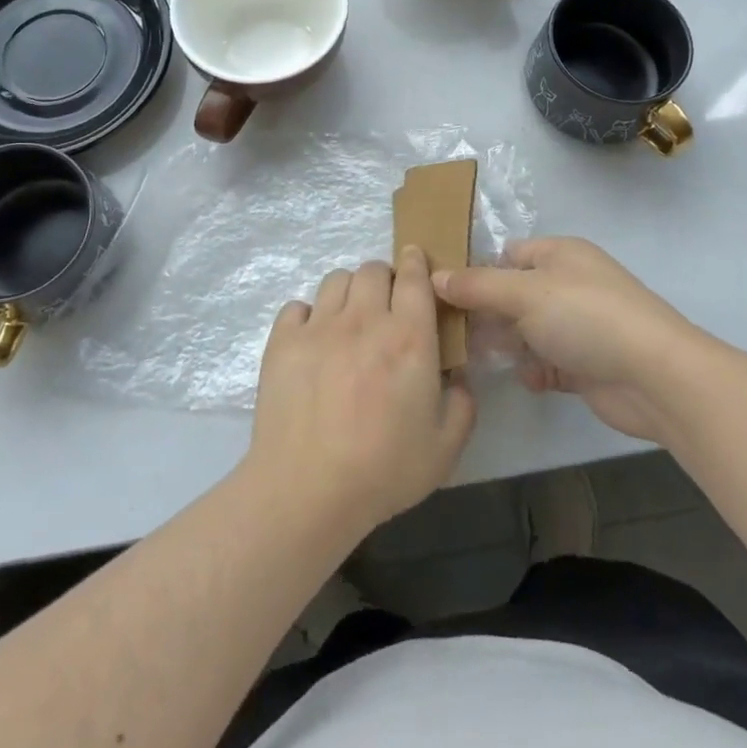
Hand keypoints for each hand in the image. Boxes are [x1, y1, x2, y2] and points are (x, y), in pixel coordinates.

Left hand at [246, 248, 476, 539]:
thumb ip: (463, 405)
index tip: (415, 258)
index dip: (416, 261)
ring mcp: (319, 327)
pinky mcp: (283, 341)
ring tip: (349, 318)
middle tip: (385, 303)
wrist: (307, 489)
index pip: (414, 277)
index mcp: (408, 338)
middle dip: (383, 277)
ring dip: (348, 291)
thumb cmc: (383, 470)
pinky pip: (296, 307)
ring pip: (335, 280)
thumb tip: (458, 378)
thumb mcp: (445, 448)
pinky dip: (307, 315)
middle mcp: (365, 320)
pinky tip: (312, 340)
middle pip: (372, 269)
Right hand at [434, 237, 695, 442]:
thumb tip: (433, 276)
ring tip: (478, 359)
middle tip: (450, 332)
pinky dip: (534, 370)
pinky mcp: (584, 364)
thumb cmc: (586, 317)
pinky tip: (530, 379)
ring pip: (526, 331)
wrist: (655, 377)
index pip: (506, 255)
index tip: (439, 292)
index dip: (474, 270)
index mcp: (559, 254)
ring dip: (506, 345)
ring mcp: (577, 326)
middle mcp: (567, 285)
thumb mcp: (524, 293)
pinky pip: (546, 363)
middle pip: (511, 295)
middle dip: (484, 313)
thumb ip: (477, 285)